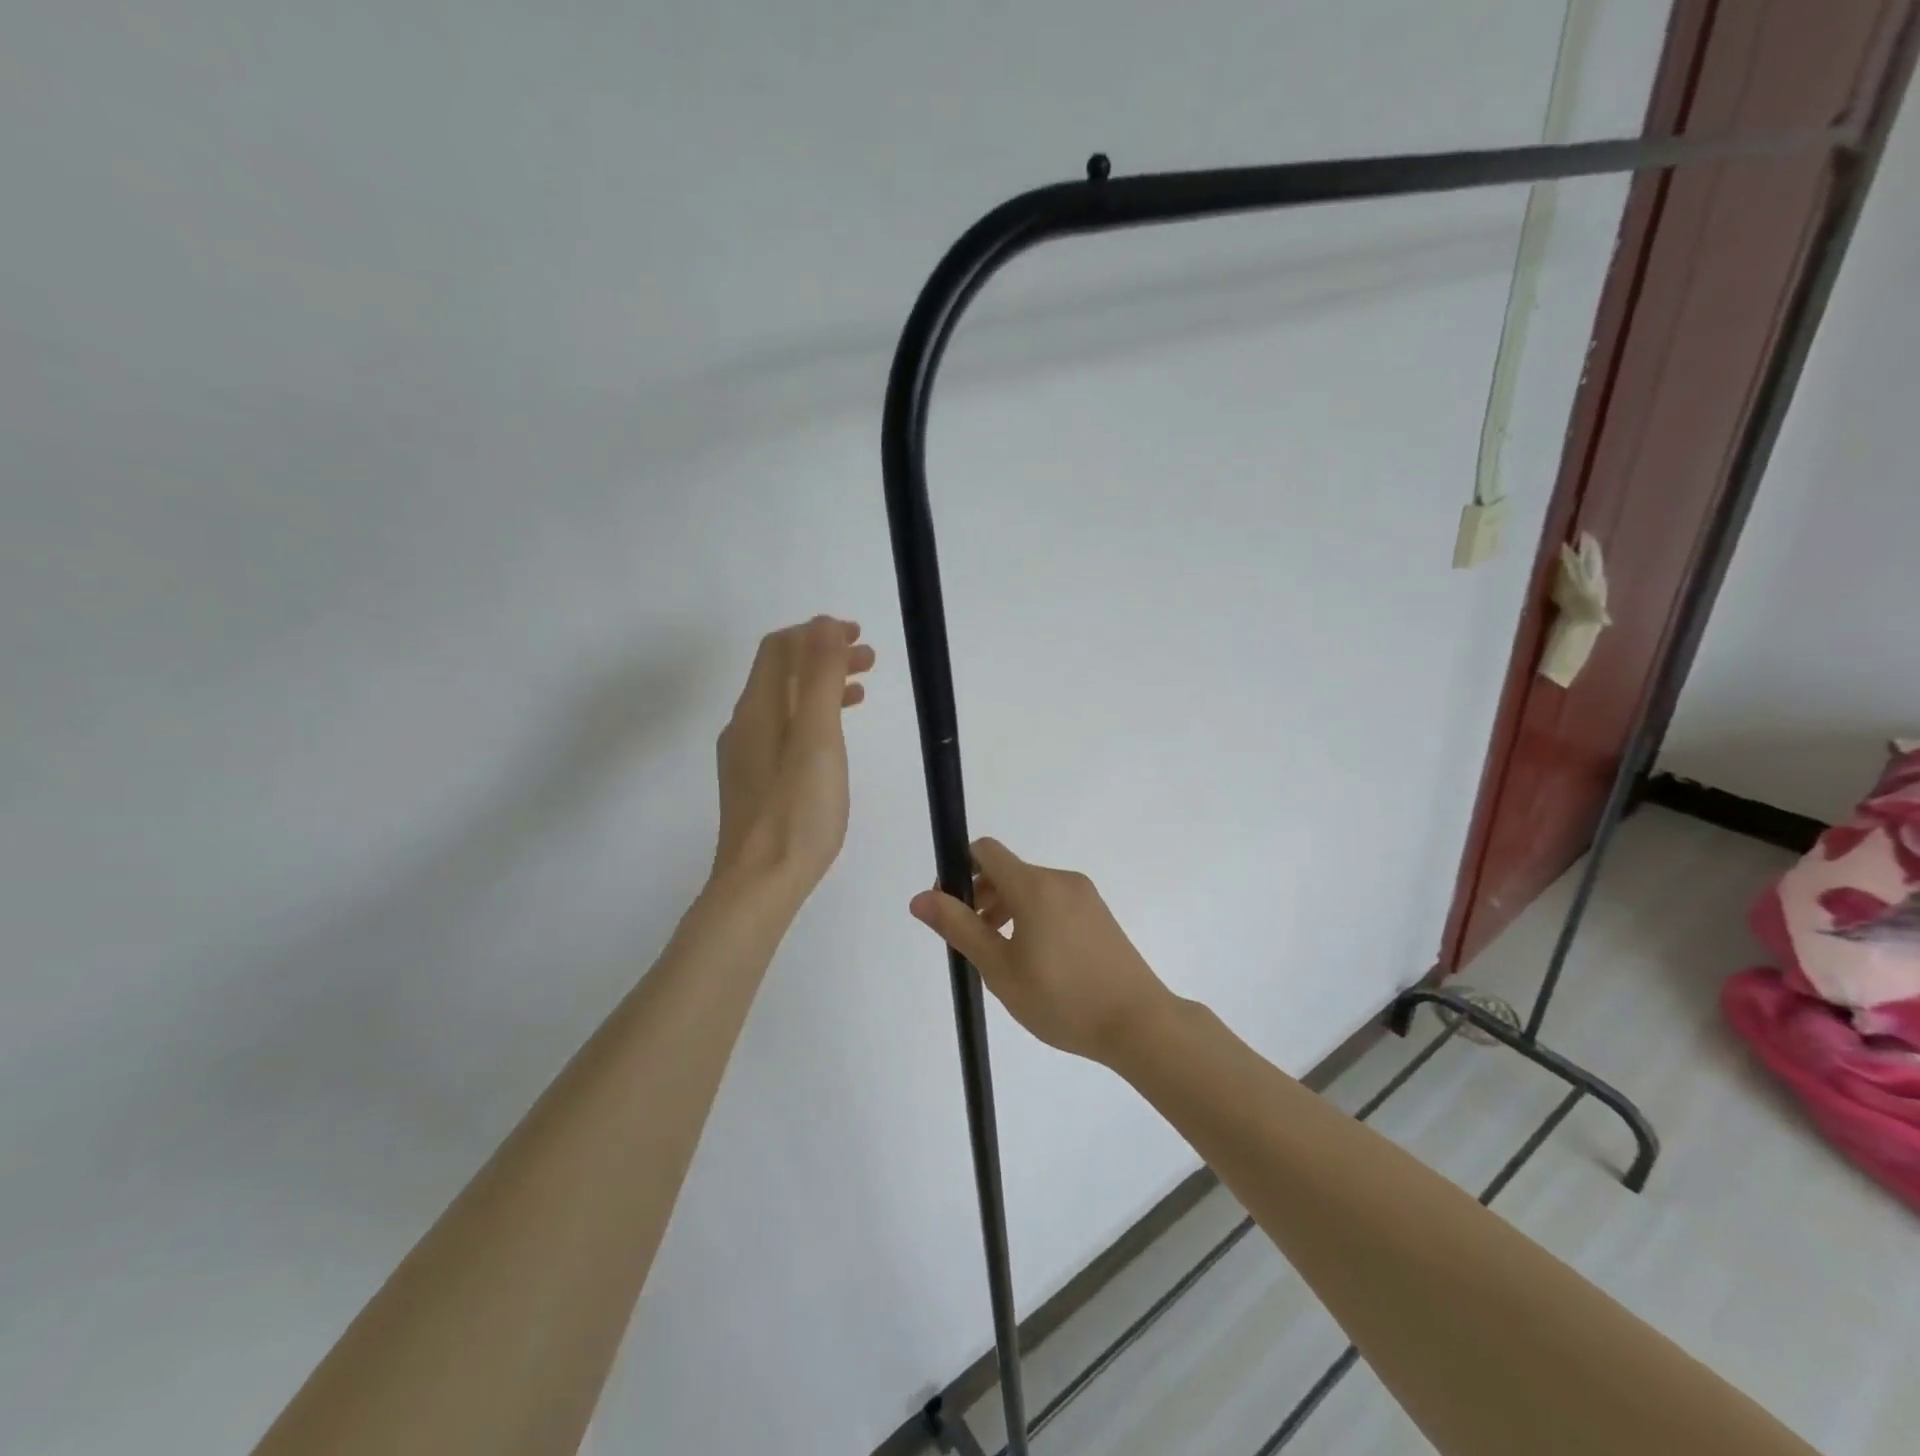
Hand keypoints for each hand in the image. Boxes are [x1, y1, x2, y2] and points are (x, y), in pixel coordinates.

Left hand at [712, 617, 873, 896]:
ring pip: (785, 703)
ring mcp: (747, 756)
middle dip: (823, 656)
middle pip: (782, 673)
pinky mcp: (755, 782)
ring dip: (821, 686)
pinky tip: (834, 738)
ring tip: (862, 691)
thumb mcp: (817, 739)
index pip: (780, 648)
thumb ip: (820, 678)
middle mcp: (746, 724)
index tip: (857, 636)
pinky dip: (813, 717)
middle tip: (870, 660)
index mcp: (758, 708)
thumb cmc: (797, 812)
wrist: (760, 884)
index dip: (816, 633)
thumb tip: (823, 624)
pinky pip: (784, 731)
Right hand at [909, 838, 1176, 1063]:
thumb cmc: (1062, 998)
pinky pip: (1053, 902)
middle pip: (1007, 871)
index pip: (985, 851)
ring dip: (1005, 910)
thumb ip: (959, 927)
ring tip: (1001, 957)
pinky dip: (1032, 917)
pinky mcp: (1099, 915)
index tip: (951, 908)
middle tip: (973, 942)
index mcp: (1034, 885)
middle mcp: (1061, 879)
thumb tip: (920, 898)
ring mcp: (1085, 896)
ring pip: (1030, 888)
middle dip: (980, 896)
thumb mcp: (1000, 968)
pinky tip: (1035, 961)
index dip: (958, 871)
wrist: (1139, 1024)